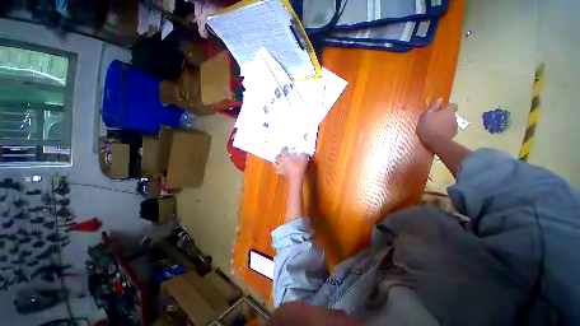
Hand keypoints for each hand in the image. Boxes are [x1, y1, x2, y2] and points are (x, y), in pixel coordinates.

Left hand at [275, 148, 308, 183]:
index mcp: (285, 156)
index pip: (282, 150)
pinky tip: (278, 168)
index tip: (286, 148)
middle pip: (277, 156)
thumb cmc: (299, 168)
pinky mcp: (281, 173)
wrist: (296, 179)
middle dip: (279, 155)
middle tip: (282, 154)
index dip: (284, 148)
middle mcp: (281, 161)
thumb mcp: (303, 159)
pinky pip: (277, 170)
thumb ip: (304, 154)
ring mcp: (280, 167)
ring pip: (275, 163)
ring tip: (279, 160)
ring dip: (276, 161)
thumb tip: (306, 152)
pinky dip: (277, 169)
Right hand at [417, 98, 457, 149]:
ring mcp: (455, 126)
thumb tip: (439, 99)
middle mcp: (454, 117)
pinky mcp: (453, 134)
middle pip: (451, 114)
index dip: (447, 107)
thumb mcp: (426, 115)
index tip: (440, 110)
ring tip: (435, 129)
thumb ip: (433, 107)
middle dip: (445, 116)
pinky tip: (438, 134)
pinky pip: (449, 130)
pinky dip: (445, 131)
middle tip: (435, 120)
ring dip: (445, 124)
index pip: (453, 105)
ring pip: (450, 122)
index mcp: (448, 111)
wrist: (436, 142)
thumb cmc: (429, 127)